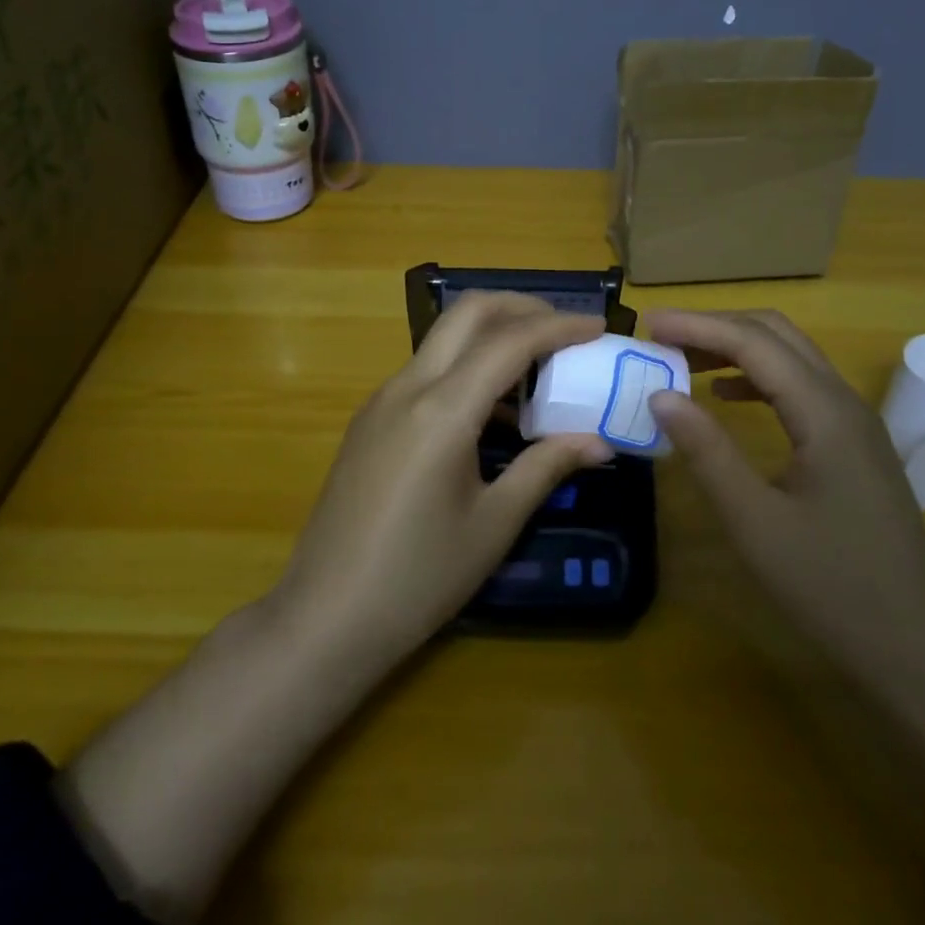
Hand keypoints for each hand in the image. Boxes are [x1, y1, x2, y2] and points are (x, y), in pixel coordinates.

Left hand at [271, 292, 612, 668]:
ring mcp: (381, 400)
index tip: (598, 327)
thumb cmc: (418, 577)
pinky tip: (491, 410)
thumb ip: (546, 468)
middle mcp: (407, 388)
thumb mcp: (493, 524)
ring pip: (443, 338)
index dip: (559, 327)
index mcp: (441, 410)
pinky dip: (466, 366)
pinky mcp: (370, 420)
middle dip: (521, 307)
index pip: (509, 342)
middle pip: (467, 313)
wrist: (325, 617)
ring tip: (538, 371)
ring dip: (492, 336)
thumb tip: (599, 441)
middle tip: (565, 330)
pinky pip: (425, 370)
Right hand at [646, 310, 924, 683]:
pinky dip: (758, 379)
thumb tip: (661, 395)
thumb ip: (707, 451)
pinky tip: (727, 398)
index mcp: (825, 413)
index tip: (647, 324)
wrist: (916, 651)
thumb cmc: (831, 587)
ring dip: (737, 349)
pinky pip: (801, 389)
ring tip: (684, 361)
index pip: (754, 343)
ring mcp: (856, 425)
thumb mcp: (755, 521)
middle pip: (778, 335)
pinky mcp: (855, 448)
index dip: (698, 326)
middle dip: (717, 327)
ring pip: (792, 359)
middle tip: (663, 338)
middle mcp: (845, 403)